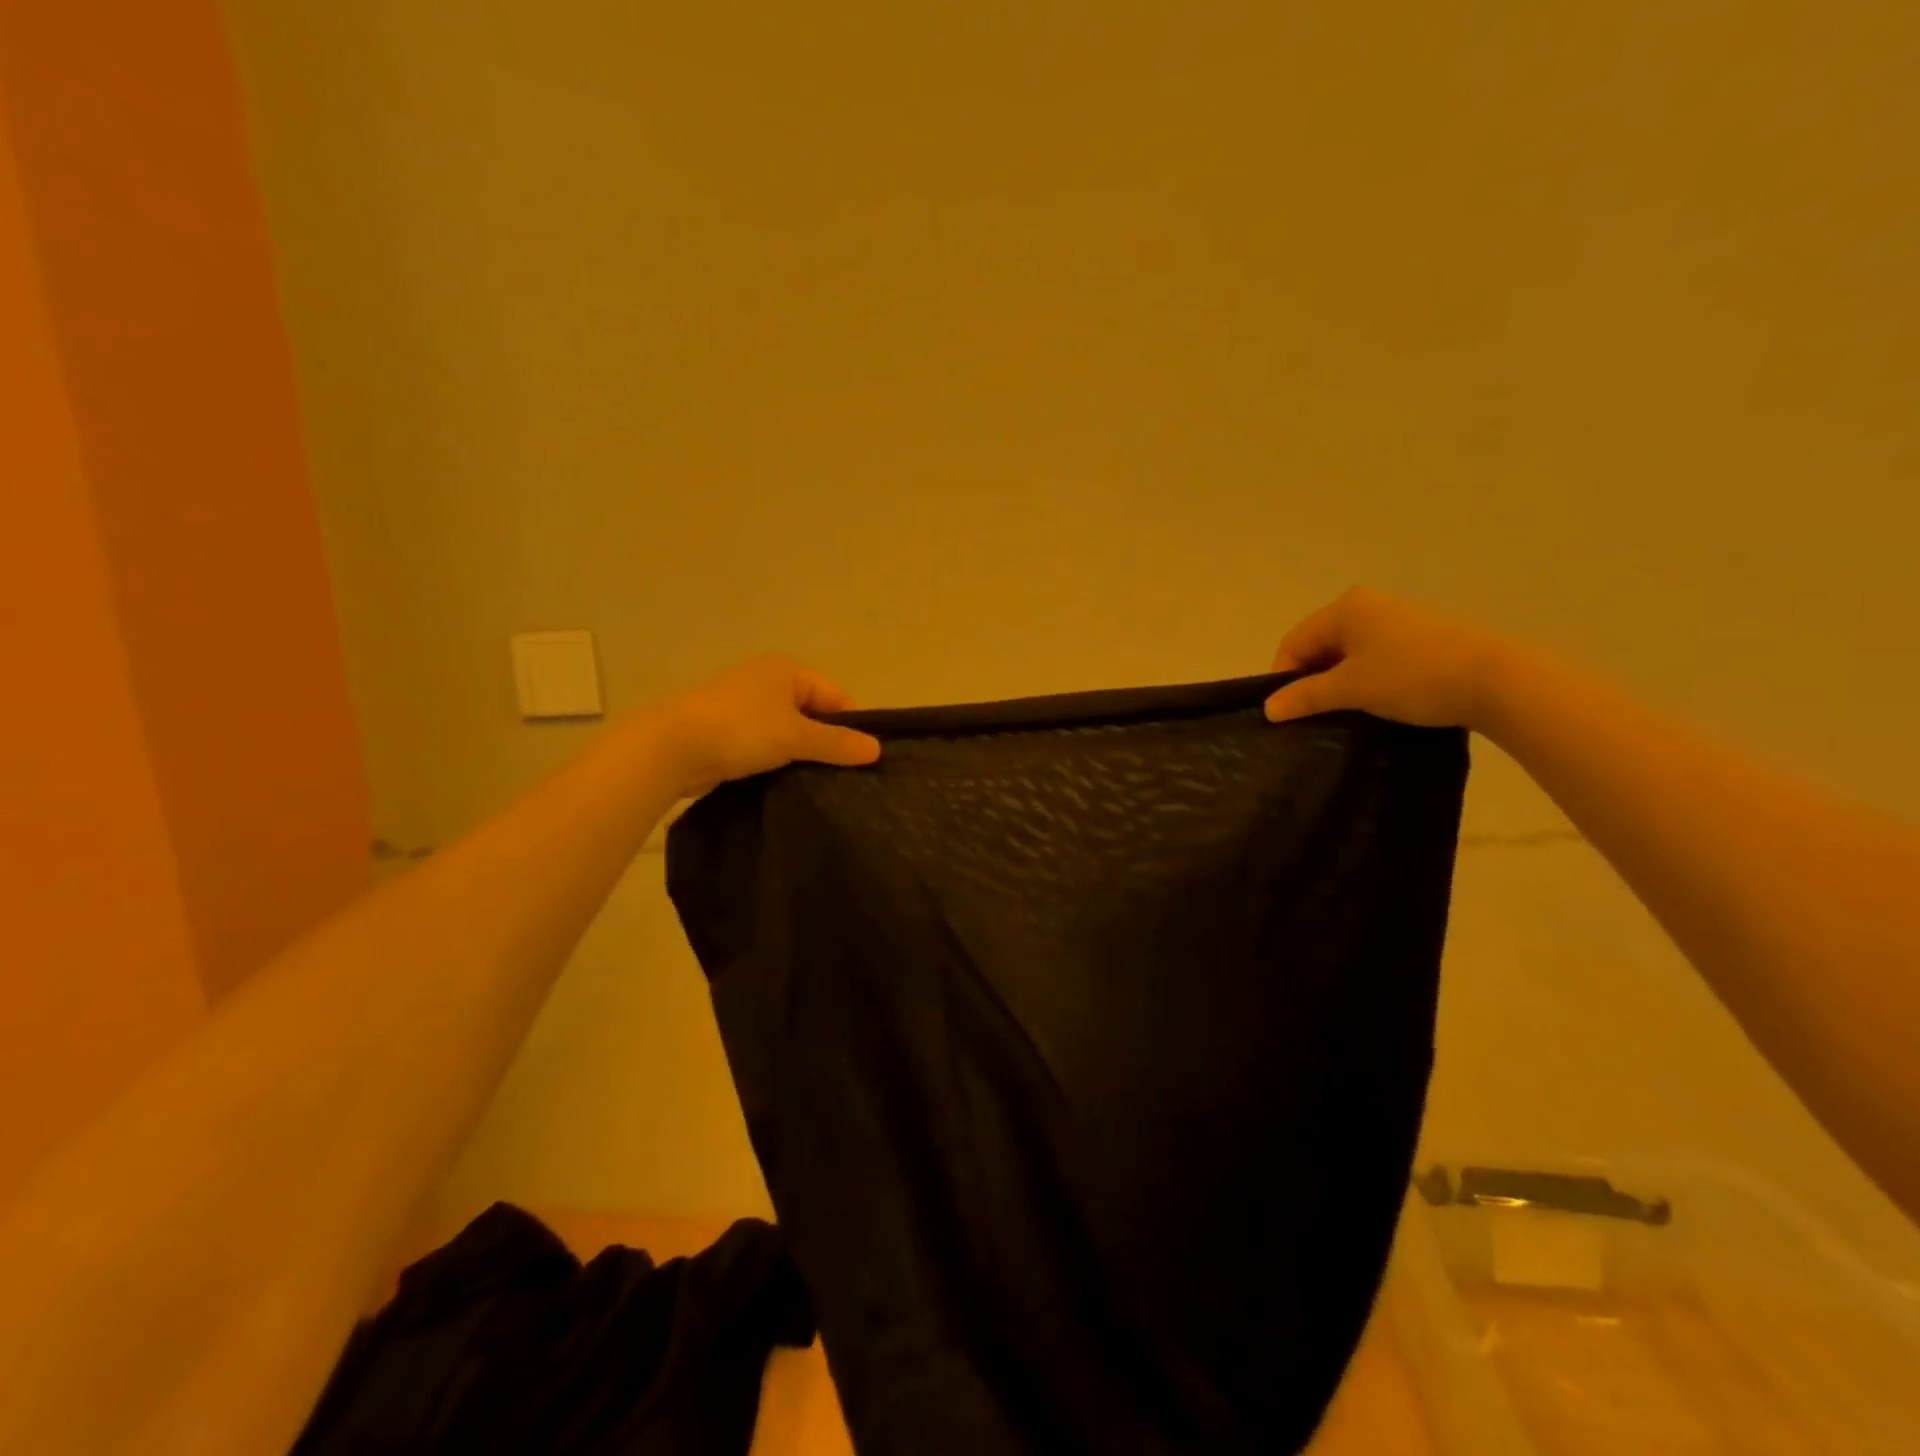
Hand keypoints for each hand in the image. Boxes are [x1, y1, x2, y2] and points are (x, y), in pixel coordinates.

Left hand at [661, 654, 881, 798]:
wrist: (672, 748)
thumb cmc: (741, 729)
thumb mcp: (796, 735)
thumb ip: (837, 743)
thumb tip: (877, 749)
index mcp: (788, 670)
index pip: (836, 695)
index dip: (851, 726)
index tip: (860, 759)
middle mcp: (768, 682)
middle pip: (815, 714)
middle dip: (827, 743)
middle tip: (843, 776)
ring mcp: (747, 708)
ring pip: (791, 733)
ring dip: (802, 754)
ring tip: (818, 783)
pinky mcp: (731, 733)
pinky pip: (768, 746)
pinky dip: (779, 761)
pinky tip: (788, 784)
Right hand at [1262, 588, 1510, 729]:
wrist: (1494, 681)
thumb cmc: (1411, 677)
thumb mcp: (1350, 689)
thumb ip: (1304, 696)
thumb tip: (1268, 709)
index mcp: (1345, 609)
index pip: (1294, 642)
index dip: (1283, 678)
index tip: (1289, 712)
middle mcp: (1367, 605)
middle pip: (1319, 646)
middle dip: (1311, 680)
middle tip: (1314, 714)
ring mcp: (1395, 620)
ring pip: (1347, 653)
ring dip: (1338, 682)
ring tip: (1344, 711)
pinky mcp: (1418, 637)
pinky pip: (1373, 657)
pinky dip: (1364, 678)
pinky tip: (1374, 701)